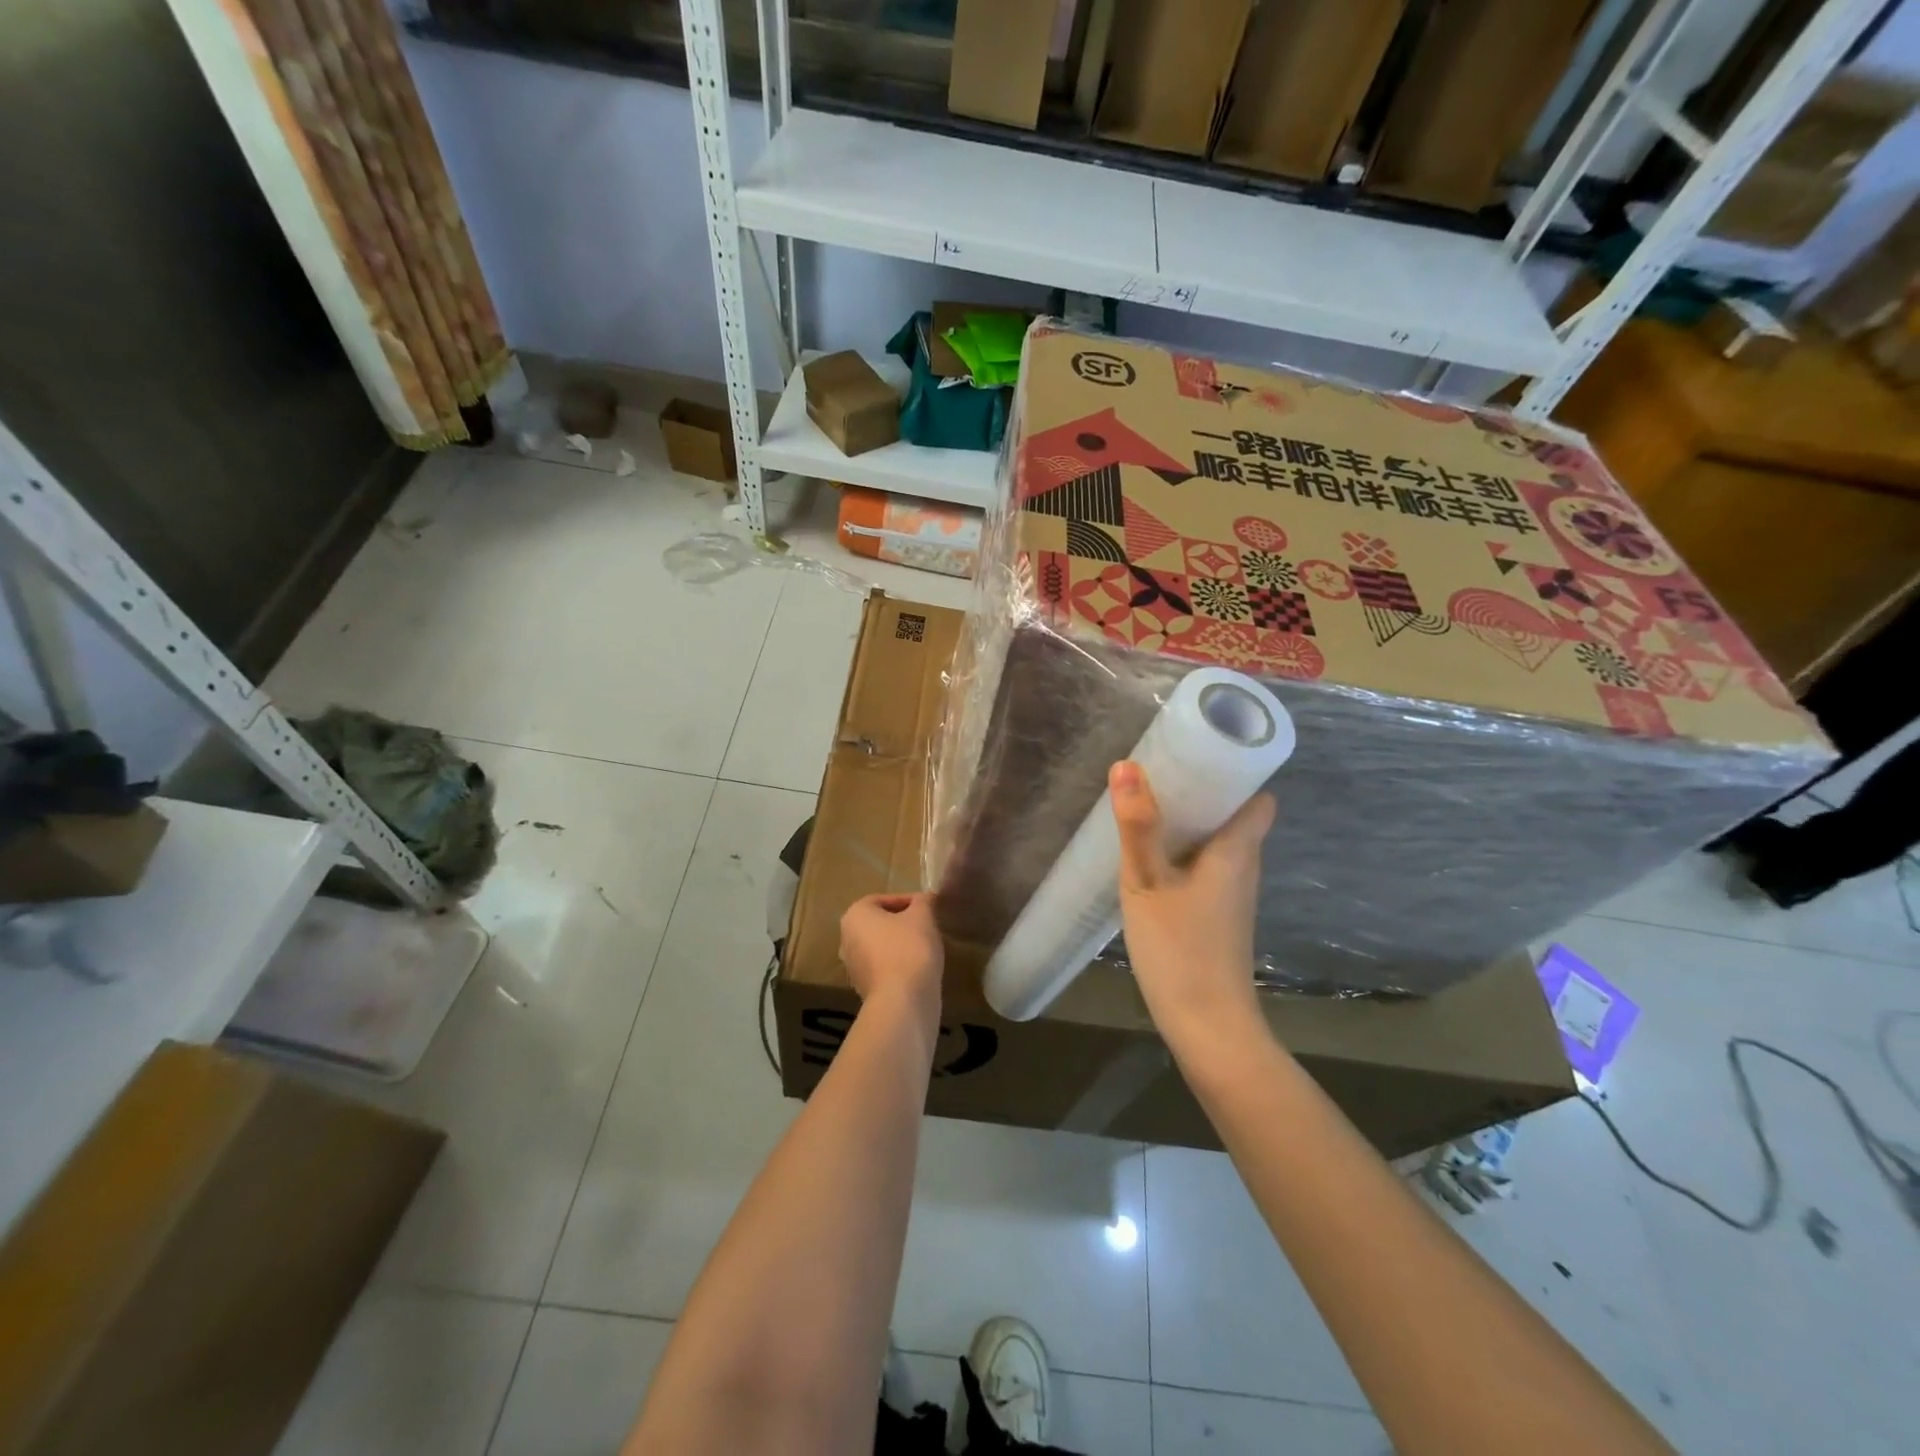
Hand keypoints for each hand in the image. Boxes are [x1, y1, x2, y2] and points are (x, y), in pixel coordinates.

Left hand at [839, 892, 943, 1031]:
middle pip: (879, 924)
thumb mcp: (923, 916)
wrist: (902, 1001)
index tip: (928, 908)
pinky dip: (899, 965)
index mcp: (854, 916)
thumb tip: (924, 899)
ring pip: (881, 947)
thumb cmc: (909, 948)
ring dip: (901, 945)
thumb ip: (923, 902)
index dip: (908, 901)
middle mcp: (846, 939)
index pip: (882, 899)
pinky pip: (883, 969)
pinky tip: (919, 969)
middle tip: (926, 925)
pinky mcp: (864, 990)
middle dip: (903, 923)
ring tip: (926, 948)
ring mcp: (853, 967)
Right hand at [1110, 761, 1274, 1053]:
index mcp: (1237, 851)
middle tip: (1160, 774)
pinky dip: (1185, 853)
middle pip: (1236, 816)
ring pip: (1220, 843)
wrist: (1207, 1026)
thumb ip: (1137, 826)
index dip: (1237, 772)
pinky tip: (1152, 858)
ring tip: (1151, 806)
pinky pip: (1208, 867)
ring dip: (1192, 823)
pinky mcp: (1220, 916)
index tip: (1199, 753)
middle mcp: (1244, 868)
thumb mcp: (1147, 882)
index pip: (1259, 797)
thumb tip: (1127, 765)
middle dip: (1204, 792)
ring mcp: (1234, 895)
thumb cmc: (1180, 948)